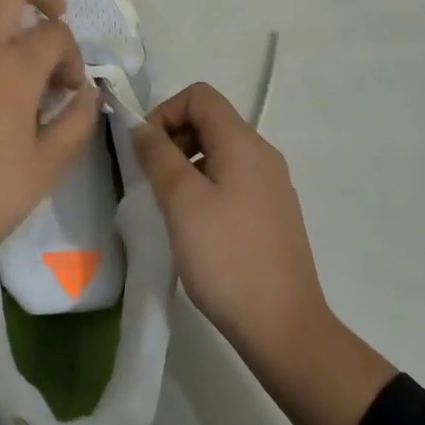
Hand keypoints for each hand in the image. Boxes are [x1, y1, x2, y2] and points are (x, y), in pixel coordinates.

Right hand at [131, 82, 394, 424]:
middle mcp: (262, 155)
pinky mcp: (270, 214)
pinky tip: (193, 226)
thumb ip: (157, 155)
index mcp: (244, 144)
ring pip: (218, 152)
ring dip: (185, 165)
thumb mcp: (182, 201)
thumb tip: (141, 127)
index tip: (145, 151)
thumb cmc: (227, 258)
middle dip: (173, 139)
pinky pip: (230, 180)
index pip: (200, 96)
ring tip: (168, 206)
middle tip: (152, 179)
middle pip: (210, 121)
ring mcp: (270, 186)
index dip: (165, 112)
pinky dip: (204, 187)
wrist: (284, 328)